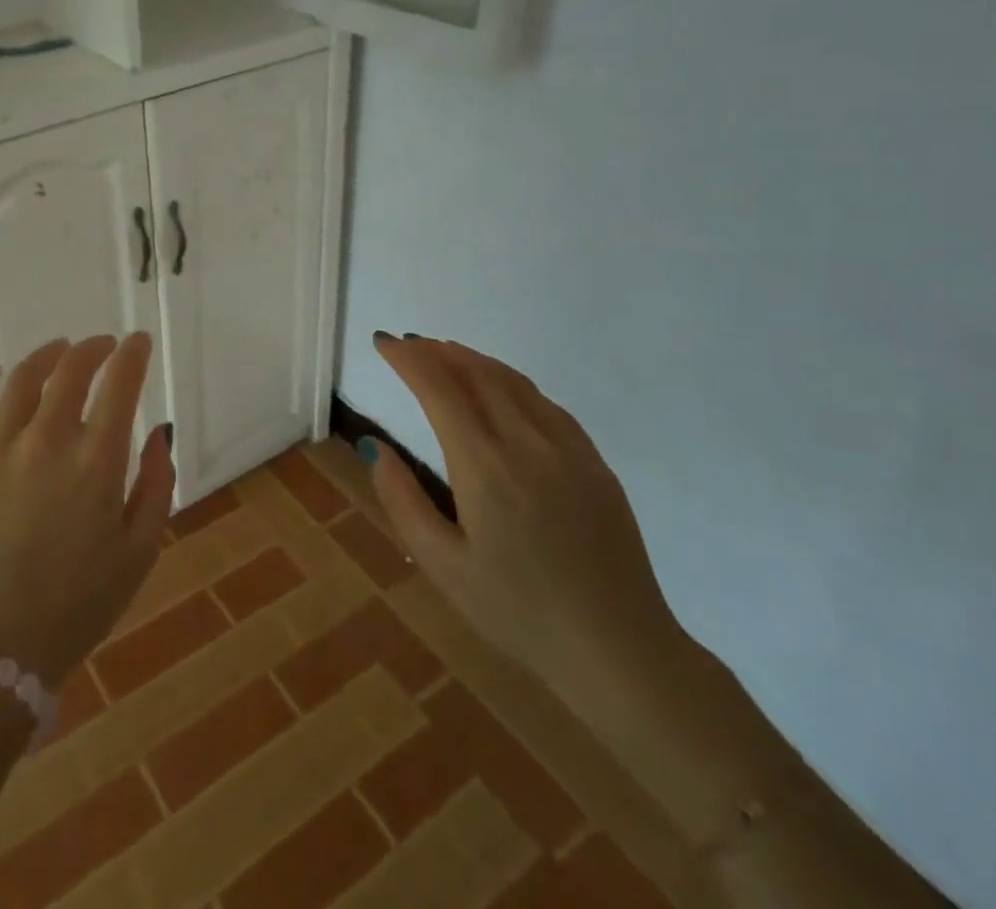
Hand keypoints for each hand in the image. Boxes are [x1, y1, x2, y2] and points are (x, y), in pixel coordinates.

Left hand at [0, 335, 174, 687]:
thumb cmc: (78, 605)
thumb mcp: (140, 551)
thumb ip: (157, 483)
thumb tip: (160, 430)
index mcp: (96, 462)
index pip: (119, 384)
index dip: (132, 354)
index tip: (139, 341)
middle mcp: (46, 441)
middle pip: (71, 370)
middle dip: (94, 348)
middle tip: (103, 346)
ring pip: (23, 379)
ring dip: (47, 356)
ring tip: (59, 350)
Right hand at [364, 333, 682, 695]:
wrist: (620, 651)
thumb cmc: (518, 612)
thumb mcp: (442, 565)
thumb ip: (402, 500)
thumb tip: (376, 446)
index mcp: (485, 466)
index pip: (439, 388)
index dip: (408, 359)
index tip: (383, 343)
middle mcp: (527, 444)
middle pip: (477, 373)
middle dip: (437, 351)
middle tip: (408, 346)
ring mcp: (568, 450)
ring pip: (513, 382)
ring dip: (473, 360)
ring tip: (445, 354)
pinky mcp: (594, 464)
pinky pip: (545, 404)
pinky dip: (511, 383)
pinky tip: (500, 391)